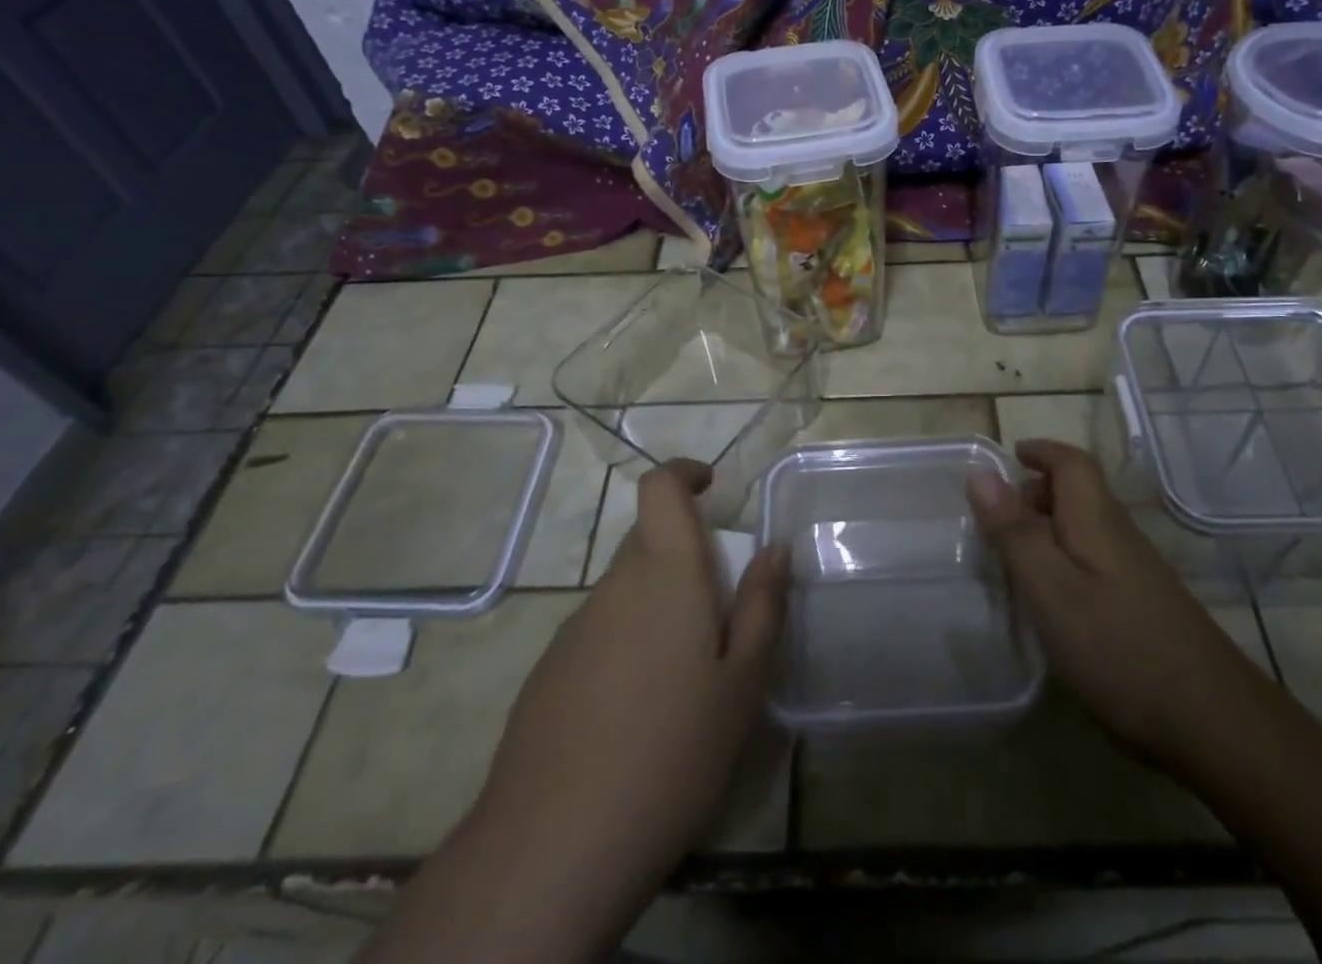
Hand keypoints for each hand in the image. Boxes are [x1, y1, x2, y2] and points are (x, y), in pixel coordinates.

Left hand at [462, 459, 786, 956]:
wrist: (552, 848)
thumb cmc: (671, 752)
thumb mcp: (742, 684)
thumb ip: (762, 606)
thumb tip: (774, 547)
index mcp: (664, 573)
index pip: (660, 488)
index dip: (684, 474)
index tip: (713, 489)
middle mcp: (614, 586)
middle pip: (648, 541)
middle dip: (687, 557)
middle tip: (721, 615)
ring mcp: (573, 629)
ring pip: (626, 591)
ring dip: (659, 607)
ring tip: (686, 680)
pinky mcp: (547, 673)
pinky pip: (600, 633)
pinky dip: (628, 645)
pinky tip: (638, 716)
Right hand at [966, 439, 1247, 769]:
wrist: (1214, 724)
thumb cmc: (1119, 648)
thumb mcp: (1051, 589)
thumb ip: (1015, 532)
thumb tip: (981, 474)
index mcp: (1096, 520)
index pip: (1073, 463)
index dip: (1042, 451)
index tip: (1010, 455)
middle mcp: (1120, 536)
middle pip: (1079, 494)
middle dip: (1037, 492)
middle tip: (997, 519)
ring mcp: (1137, 574)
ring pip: (1086, 530)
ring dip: (1048, 529)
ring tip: (1014, 562)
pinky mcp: (1144, 607)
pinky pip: (1094, 562)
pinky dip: (1065, 562)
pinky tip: (1053, 603)